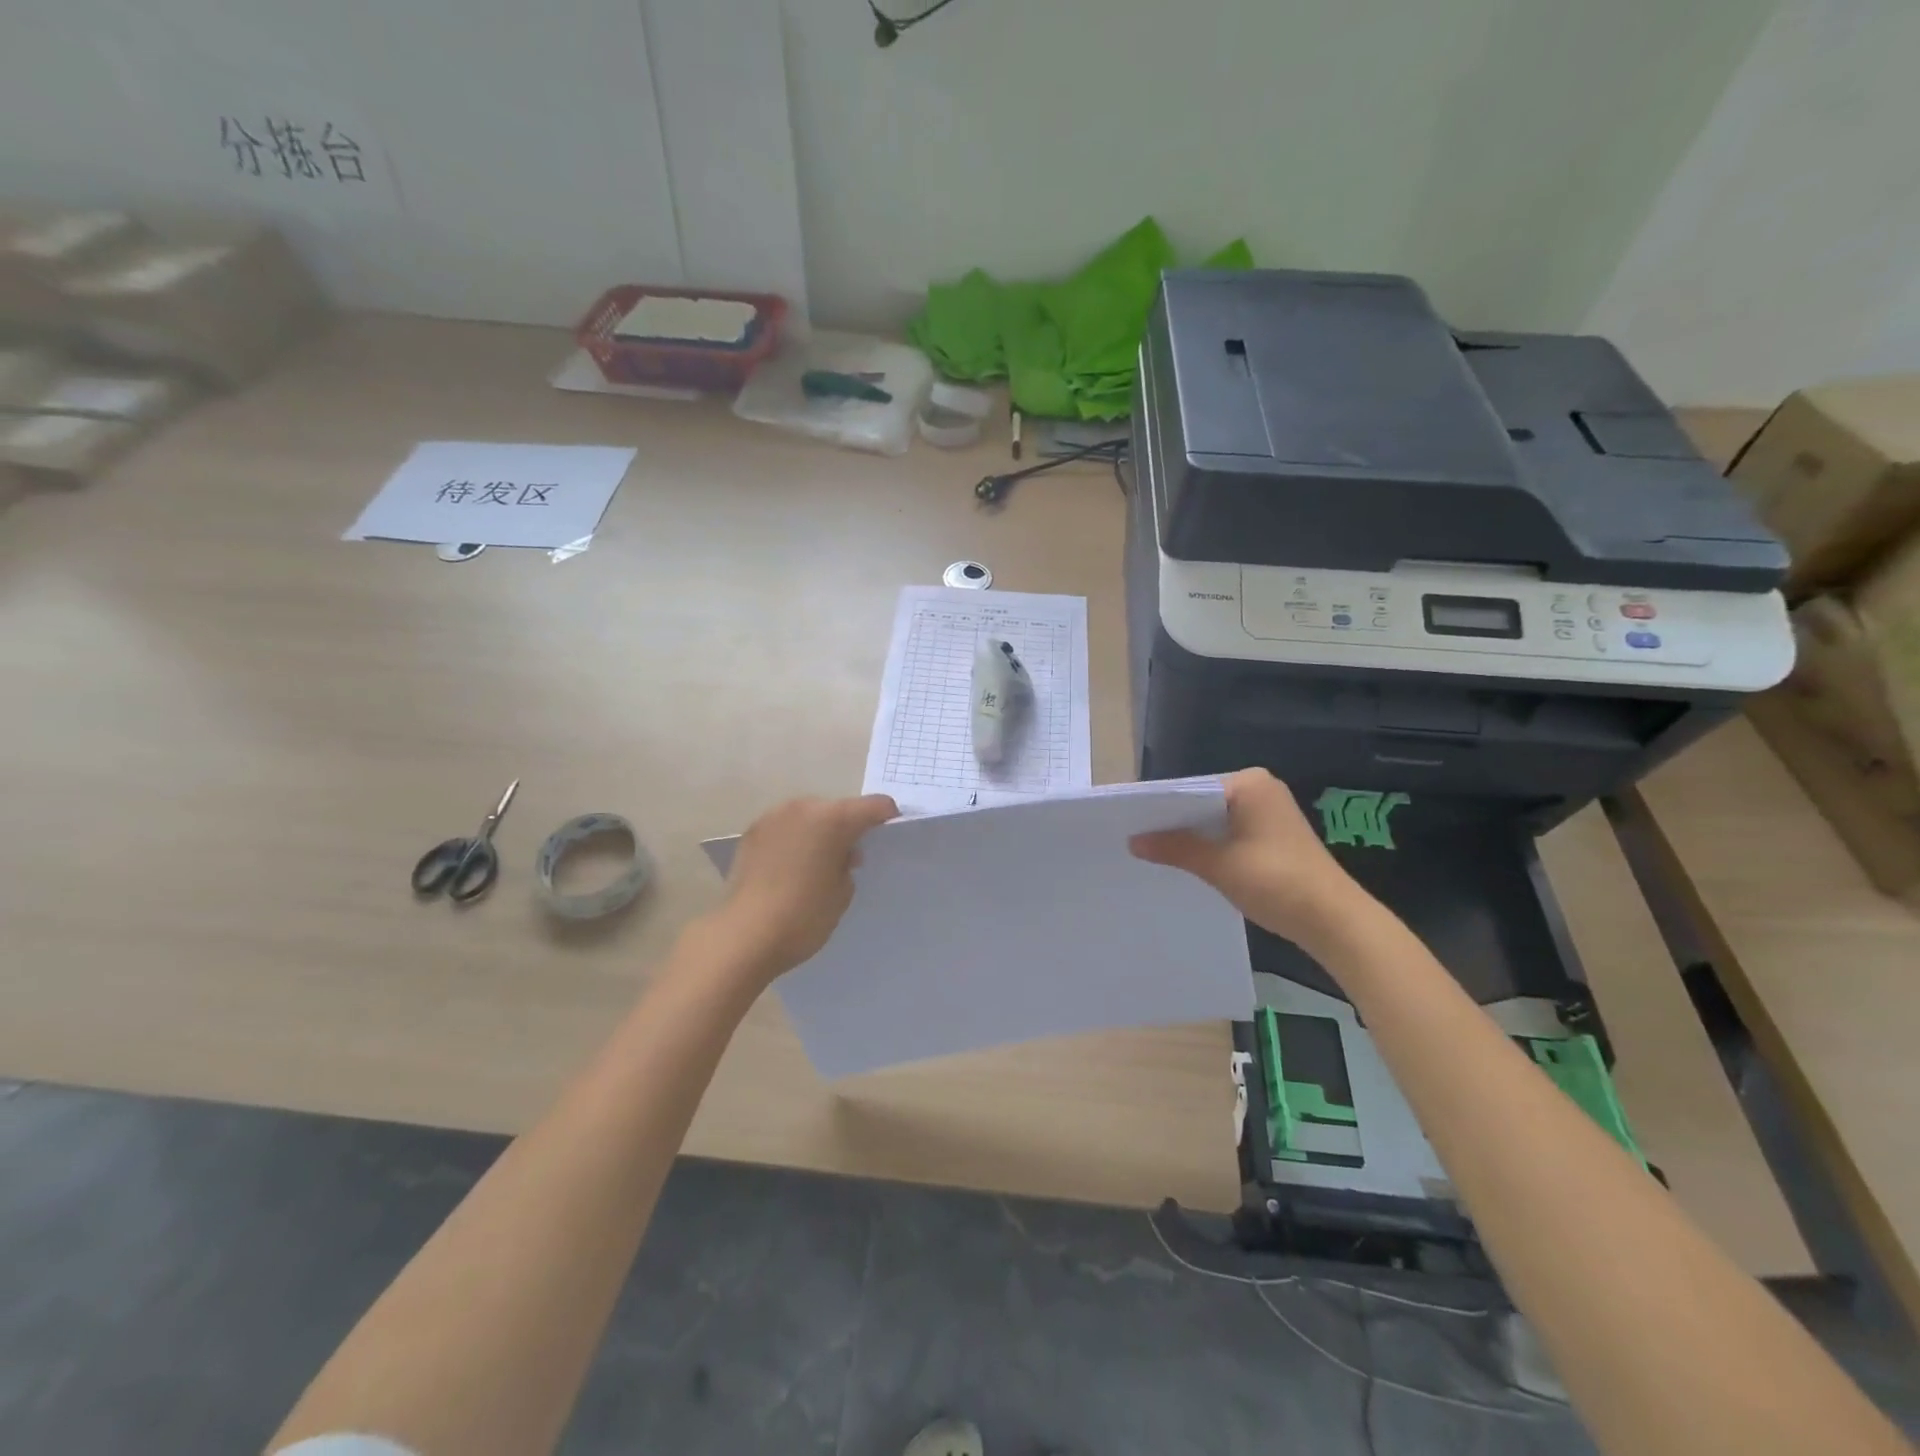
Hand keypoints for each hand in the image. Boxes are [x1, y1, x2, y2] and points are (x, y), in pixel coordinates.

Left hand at [710, 793, 897, 983]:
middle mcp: (803, 807)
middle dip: (847, 827)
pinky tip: (791, 868)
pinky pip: (784, 828)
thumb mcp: (842, 893)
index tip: (889, 835)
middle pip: (837, 808)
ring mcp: (773, 817)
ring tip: (816, 863)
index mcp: (833, 818)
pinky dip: (794, 840)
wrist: (744, 936)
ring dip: (817, 832)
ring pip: (808, 816)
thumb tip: (841, 854)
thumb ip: (848, 865)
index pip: (874, 806)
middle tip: (849, 857)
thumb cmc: (804, 915)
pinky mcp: (752, 833)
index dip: (886, 818)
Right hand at [1130, 768, 1369, 951]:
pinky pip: (1231, 833)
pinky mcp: (1274, 836)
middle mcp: (1261, 789)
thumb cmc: (1276, 881)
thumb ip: (1175, 848)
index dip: (1160, 808)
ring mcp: (1270, 812)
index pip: (1191, 789)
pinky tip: (1189, 863)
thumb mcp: (1218, 864)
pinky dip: (1212, 846)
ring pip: (1216, 820)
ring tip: (1154, 852)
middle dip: (1175, 823)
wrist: (1334, 920)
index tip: (1129, 823)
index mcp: (1249, 783)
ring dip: (1192, 837)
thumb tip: (1133, 841)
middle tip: (1134, 839)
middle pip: (1203, 803)